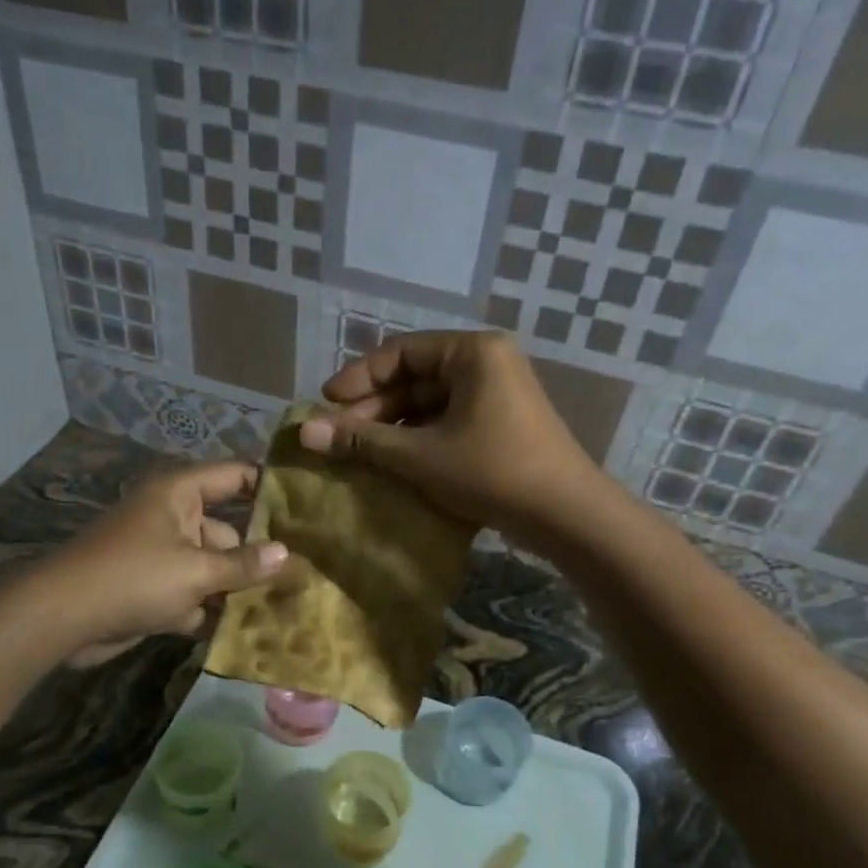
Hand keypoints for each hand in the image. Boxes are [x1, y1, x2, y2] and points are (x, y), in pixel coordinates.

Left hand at [37, 462, 287, 665]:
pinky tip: (245, 629)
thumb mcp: (196, 571)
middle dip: (257, 557)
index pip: (234, 476)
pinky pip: (192, 593)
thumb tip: (286, 554)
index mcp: (180, 494)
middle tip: (303, 576)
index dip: (268, 485)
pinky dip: (209, 609)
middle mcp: (172, 518)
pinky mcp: (153, 589)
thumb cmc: (133, 578)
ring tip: (283, 606)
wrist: (62, 619)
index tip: (307, 503)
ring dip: (235, 589)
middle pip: (227, 532)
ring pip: (212, 567)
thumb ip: (244, 564)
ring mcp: (162, 555)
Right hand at [298, 332, 605, 543]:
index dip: (358, 377)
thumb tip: (303, 431)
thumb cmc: (490, 471)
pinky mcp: (501, 426)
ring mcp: (497, 396)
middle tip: (338, 436)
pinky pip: (449, 423)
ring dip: (394, 428)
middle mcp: (487, 364)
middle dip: (374, 408)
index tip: (325, 404)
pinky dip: (419, 440)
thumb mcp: (419, 455)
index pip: (400, 353)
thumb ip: (362, 441)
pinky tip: (393, 464)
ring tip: (359, 454)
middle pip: (415, 378)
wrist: (564, 515)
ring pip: (431, 405)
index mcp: (472, 352)